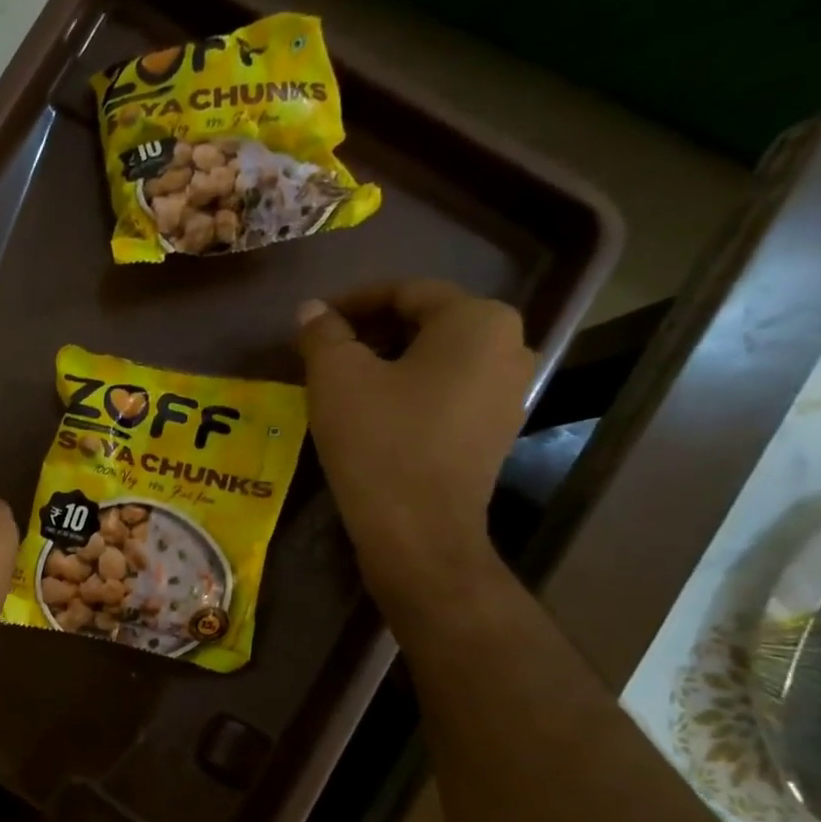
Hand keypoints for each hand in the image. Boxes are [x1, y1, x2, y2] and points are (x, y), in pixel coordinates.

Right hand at [295, 281, 534, 613]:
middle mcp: (508, 346)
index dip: (353, 301)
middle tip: (324, 352)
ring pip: (437, 359)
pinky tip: (373, 412)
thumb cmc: (379, 441)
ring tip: (342, 382)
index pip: (406, 292)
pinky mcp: (495, 431)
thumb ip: (323, 334)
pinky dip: (409, 390)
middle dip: (371, 331)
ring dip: (388, 362)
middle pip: (427, 323)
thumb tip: (311, 310)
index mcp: (477, 320)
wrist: (418, 530)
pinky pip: (447, 392)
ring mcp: (509, 392)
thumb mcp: (336, 377)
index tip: (313, 322)